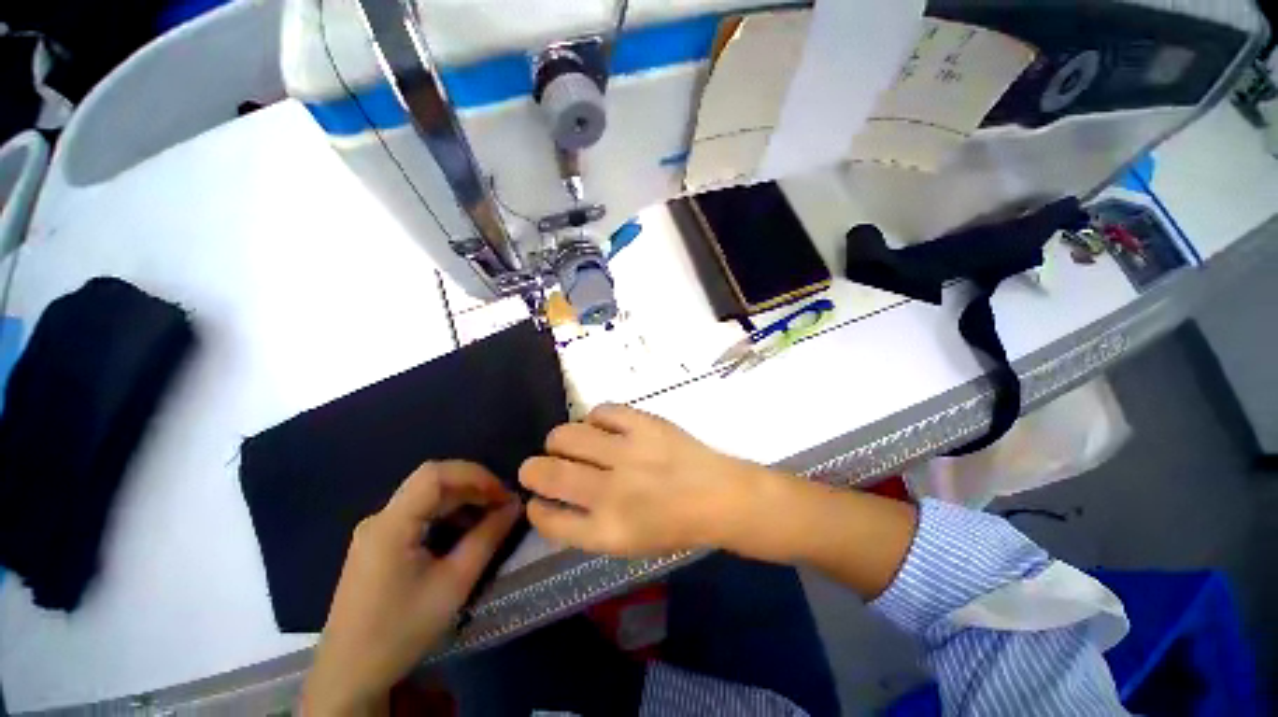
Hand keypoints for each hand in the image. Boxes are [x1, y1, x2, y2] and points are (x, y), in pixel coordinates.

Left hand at [301, 461, 521, 715]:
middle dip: (473, 487)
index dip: (475, 475)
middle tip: (503, 505)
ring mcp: (375, 531)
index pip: (435, 475)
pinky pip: (417, 514)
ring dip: (462, 500)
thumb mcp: (454, 584)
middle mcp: (380, 518)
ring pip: (426, 496)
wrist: (350, 674)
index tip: (503, 494)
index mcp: (391, 525)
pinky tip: (463, 532)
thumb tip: (515, 505)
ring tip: (489, 517)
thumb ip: (487, 538)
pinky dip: (446, 514)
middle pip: (432, 482)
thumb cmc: (402, 630)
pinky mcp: (377, 544)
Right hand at [519, 403, 779, 556]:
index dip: (536, 507)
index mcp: (605, 531)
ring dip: (560, 440)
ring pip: (565, 435)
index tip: (537, 498)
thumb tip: (555, 499)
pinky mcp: (643, 424)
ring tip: (572, 443)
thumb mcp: (627, 544)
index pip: (547, 517)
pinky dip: (596, 418)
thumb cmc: (675, 526)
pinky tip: (603, 427)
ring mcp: (626, 452)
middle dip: (532, 469)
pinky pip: (601, 411)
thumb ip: (586, 526)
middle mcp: (609, 491)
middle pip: (545, 472)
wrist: (719, 495)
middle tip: (541, 465)